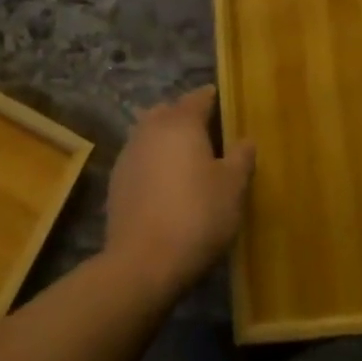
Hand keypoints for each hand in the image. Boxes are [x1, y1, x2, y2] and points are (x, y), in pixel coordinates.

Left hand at [104, 86, 255, 300]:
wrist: (141, 263)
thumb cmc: (196, 216)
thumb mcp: (232, 188)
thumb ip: (241, 158)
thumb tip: (246, 139)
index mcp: (182, 122)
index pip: (199, 97)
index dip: (213, 98)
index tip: (224, 103)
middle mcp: (151, 128)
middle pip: (169, 110)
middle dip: (185, 116)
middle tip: (206, 133)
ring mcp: (129, 153)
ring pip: (149, 132)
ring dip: (165, 138)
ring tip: (184, 159)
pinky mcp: (116, 180)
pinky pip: (139, 158)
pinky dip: (152, 162)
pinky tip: (163, 184)